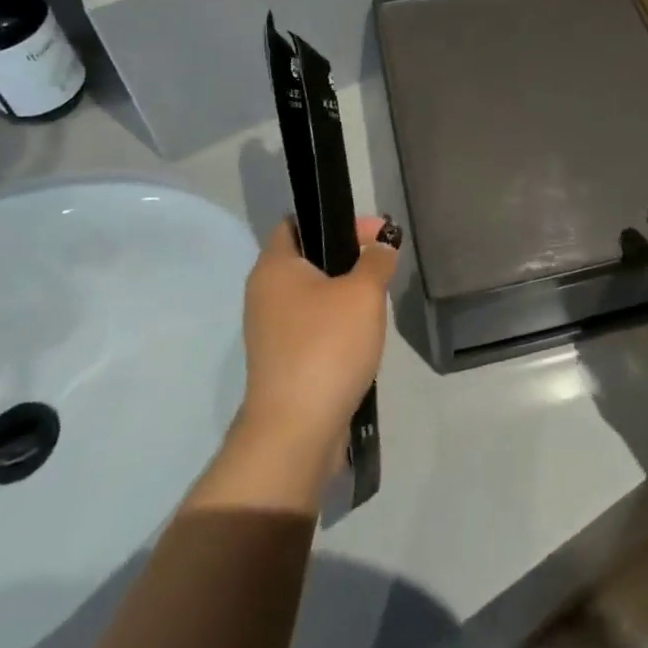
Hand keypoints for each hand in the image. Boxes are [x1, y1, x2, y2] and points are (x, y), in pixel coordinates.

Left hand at [235, 215, 398, 472]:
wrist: (296, 429)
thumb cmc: (327, 345)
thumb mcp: (363, 292)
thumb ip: (376, 259)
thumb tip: (381, 246)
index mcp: (275, 267)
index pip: (296, 223)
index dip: (335, 218)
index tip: (374, 230)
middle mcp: (264, 294)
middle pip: (308, 257)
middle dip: (347, 254)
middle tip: (383, 260)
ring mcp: (271, 331)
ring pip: (313, 294)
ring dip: (345, 291)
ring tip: (378, 297)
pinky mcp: (283, 360)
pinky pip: (313, 325)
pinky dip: (337, 322)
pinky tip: (363, 332)